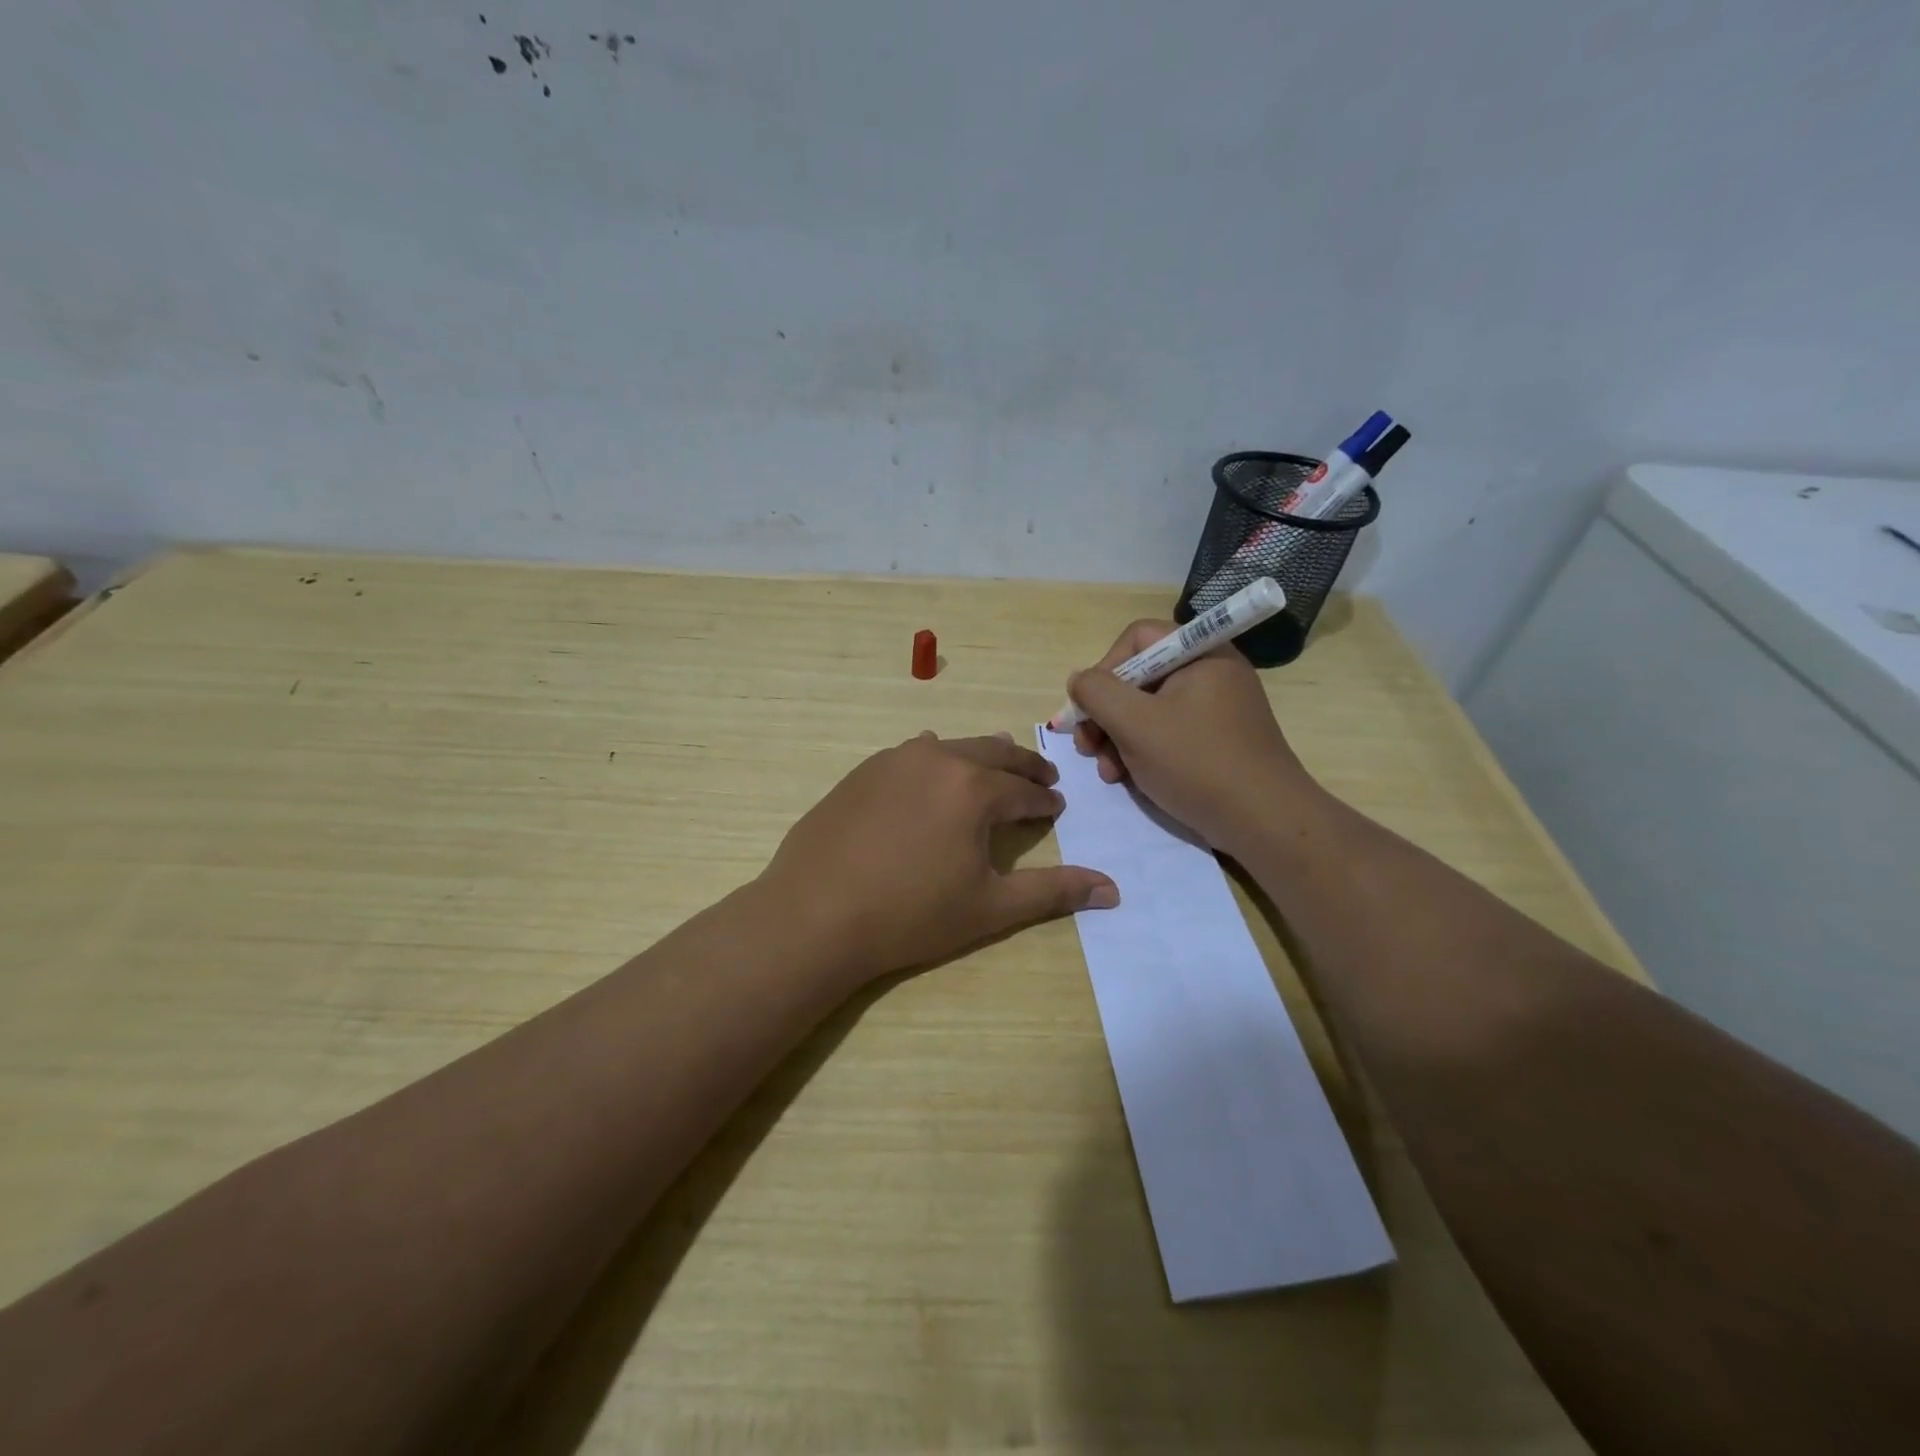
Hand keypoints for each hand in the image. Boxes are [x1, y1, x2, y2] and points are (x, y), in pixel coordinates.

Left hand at [758, 731, 1118, 985]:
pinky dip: (936, 759)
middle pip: (994, 753)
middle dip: (1022, 766)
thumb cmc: (910, 915)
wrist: (814, 914)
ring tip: (994, 767)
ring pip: (953, 747)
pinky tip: (932, 768)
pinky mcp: (863, 771)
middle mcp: (938, 759)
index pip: (1024, 790)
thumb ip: (1053, 892)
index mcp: (975, 788)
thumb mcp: (989, 907)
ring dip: (981, 757)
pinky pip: (912, 754)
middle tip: (1041, 775)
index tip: (1056, 805)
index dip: (1044, 800)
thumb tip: (1112, 889)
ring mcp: (895, 760)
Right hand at [1066, 620, 1320, 853]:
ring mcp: (1216, 708)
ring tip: (1107, 772)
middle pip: (1139, 677)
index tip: (1089, 708)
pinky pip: (1168, 733)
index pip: (1137, 639)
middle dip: (1105, 713)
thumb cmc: (1197, 762)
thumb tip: (1079, 680)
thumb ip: (1097, 693)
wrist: (1264, 822)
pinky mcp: (1216, 740)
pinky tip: (1127, 778)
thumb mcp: (1136, 723)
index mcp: (1200, 654)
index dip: (1105, 669)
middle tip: (1087, 747)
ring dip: (1117, 738)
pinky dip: (1142, 752)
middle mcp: (1210, 672)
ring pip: (1149, 710)